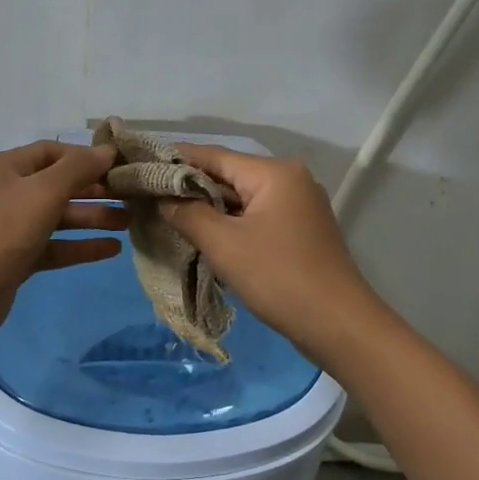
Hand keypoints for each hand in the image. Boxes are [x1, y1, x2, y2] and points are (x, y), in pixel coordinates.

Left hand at [0, 140, 128, 346]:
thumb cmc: (0, 233)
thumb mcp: (42, 193)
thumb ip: (77, 170)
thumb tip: (107, 150)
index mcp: (4, 169)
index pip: (51, 152)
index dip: (85, 157)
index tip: (119, 166)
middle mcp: (6, 194)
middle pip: (57, 185)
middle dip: (94, 190)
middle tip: (130, 197)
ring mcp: (10, 229)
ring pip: (58, 217)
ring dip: (92, 219)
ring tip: (128, 223)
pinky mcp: (17, 259)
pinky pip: (54, 246)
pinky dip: (80, 246)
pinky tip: (111, 250)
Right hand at [159, 145, 387, 363]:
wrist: (339, 324)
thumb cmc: (279, 277)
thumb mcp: (224, 245)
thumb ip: (187, 214)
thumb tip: (160, 198)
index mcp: (274, 172)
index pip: (213, 155)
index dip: (174, 160)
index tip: (139, 167)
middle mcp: (289, 179)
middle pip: (228, 175)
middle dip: (189, 188)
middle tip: (148, 197)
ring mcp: (298, 206)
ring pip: (241, 199)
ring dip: (208, 209)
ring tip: (167, 217)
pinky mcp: (299, 231)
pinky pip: (255, 217)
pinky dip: (230, 224)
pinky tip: (203, 237)